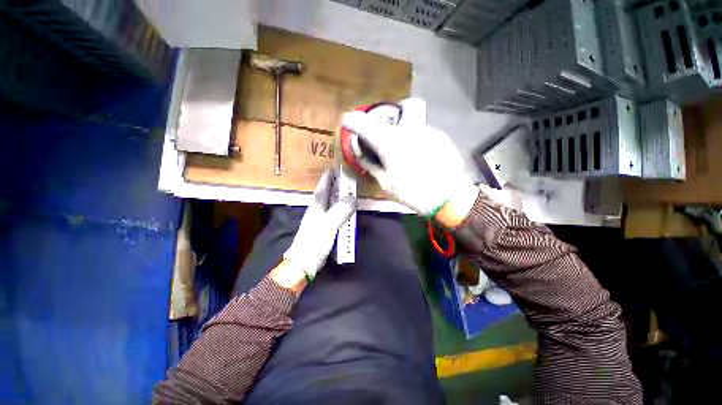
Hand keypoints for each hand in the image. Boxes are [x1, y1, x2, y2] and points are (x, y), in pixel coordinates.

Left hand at [283, 169, 355, 279]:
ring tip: (346, 189)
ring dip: (337, 194)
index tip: (335, 168)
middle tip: (345, 177)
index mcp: (316, 206)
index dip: (328, 177)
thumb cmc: (314, 243)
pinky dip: (338, 206)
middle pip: (326, 193)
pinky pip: (332, 211)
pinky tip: (343, 208)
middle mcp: (316, 210)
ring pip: (329, 202)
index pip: (323, 187)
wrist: (303, 263)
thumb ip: (340, 211)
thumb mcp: (328, 226)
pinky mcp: (322, 227)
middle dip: (334, 184)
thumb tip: (352, 197)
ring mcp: (318, 219)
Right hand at [342, 98, 475, 218]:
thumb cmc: (413, 193)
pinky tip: (424, 159)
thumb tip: (361, 154)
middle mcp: (411, 129)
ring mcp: (431, 132)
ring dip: (410, 133)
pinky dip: (421, 142)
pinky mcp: (444, 139)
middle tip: (394, 127)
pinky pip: (428, 134)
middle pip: (408, 105)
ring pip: (418, 123)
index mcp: (391, 142)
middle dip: (399, 111)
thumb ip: (371, 165)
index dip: (352, 121)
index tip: (348, 122)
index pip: (366, 124)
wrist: (449, 199)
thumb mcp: (386, 183)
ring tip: (410, 153)